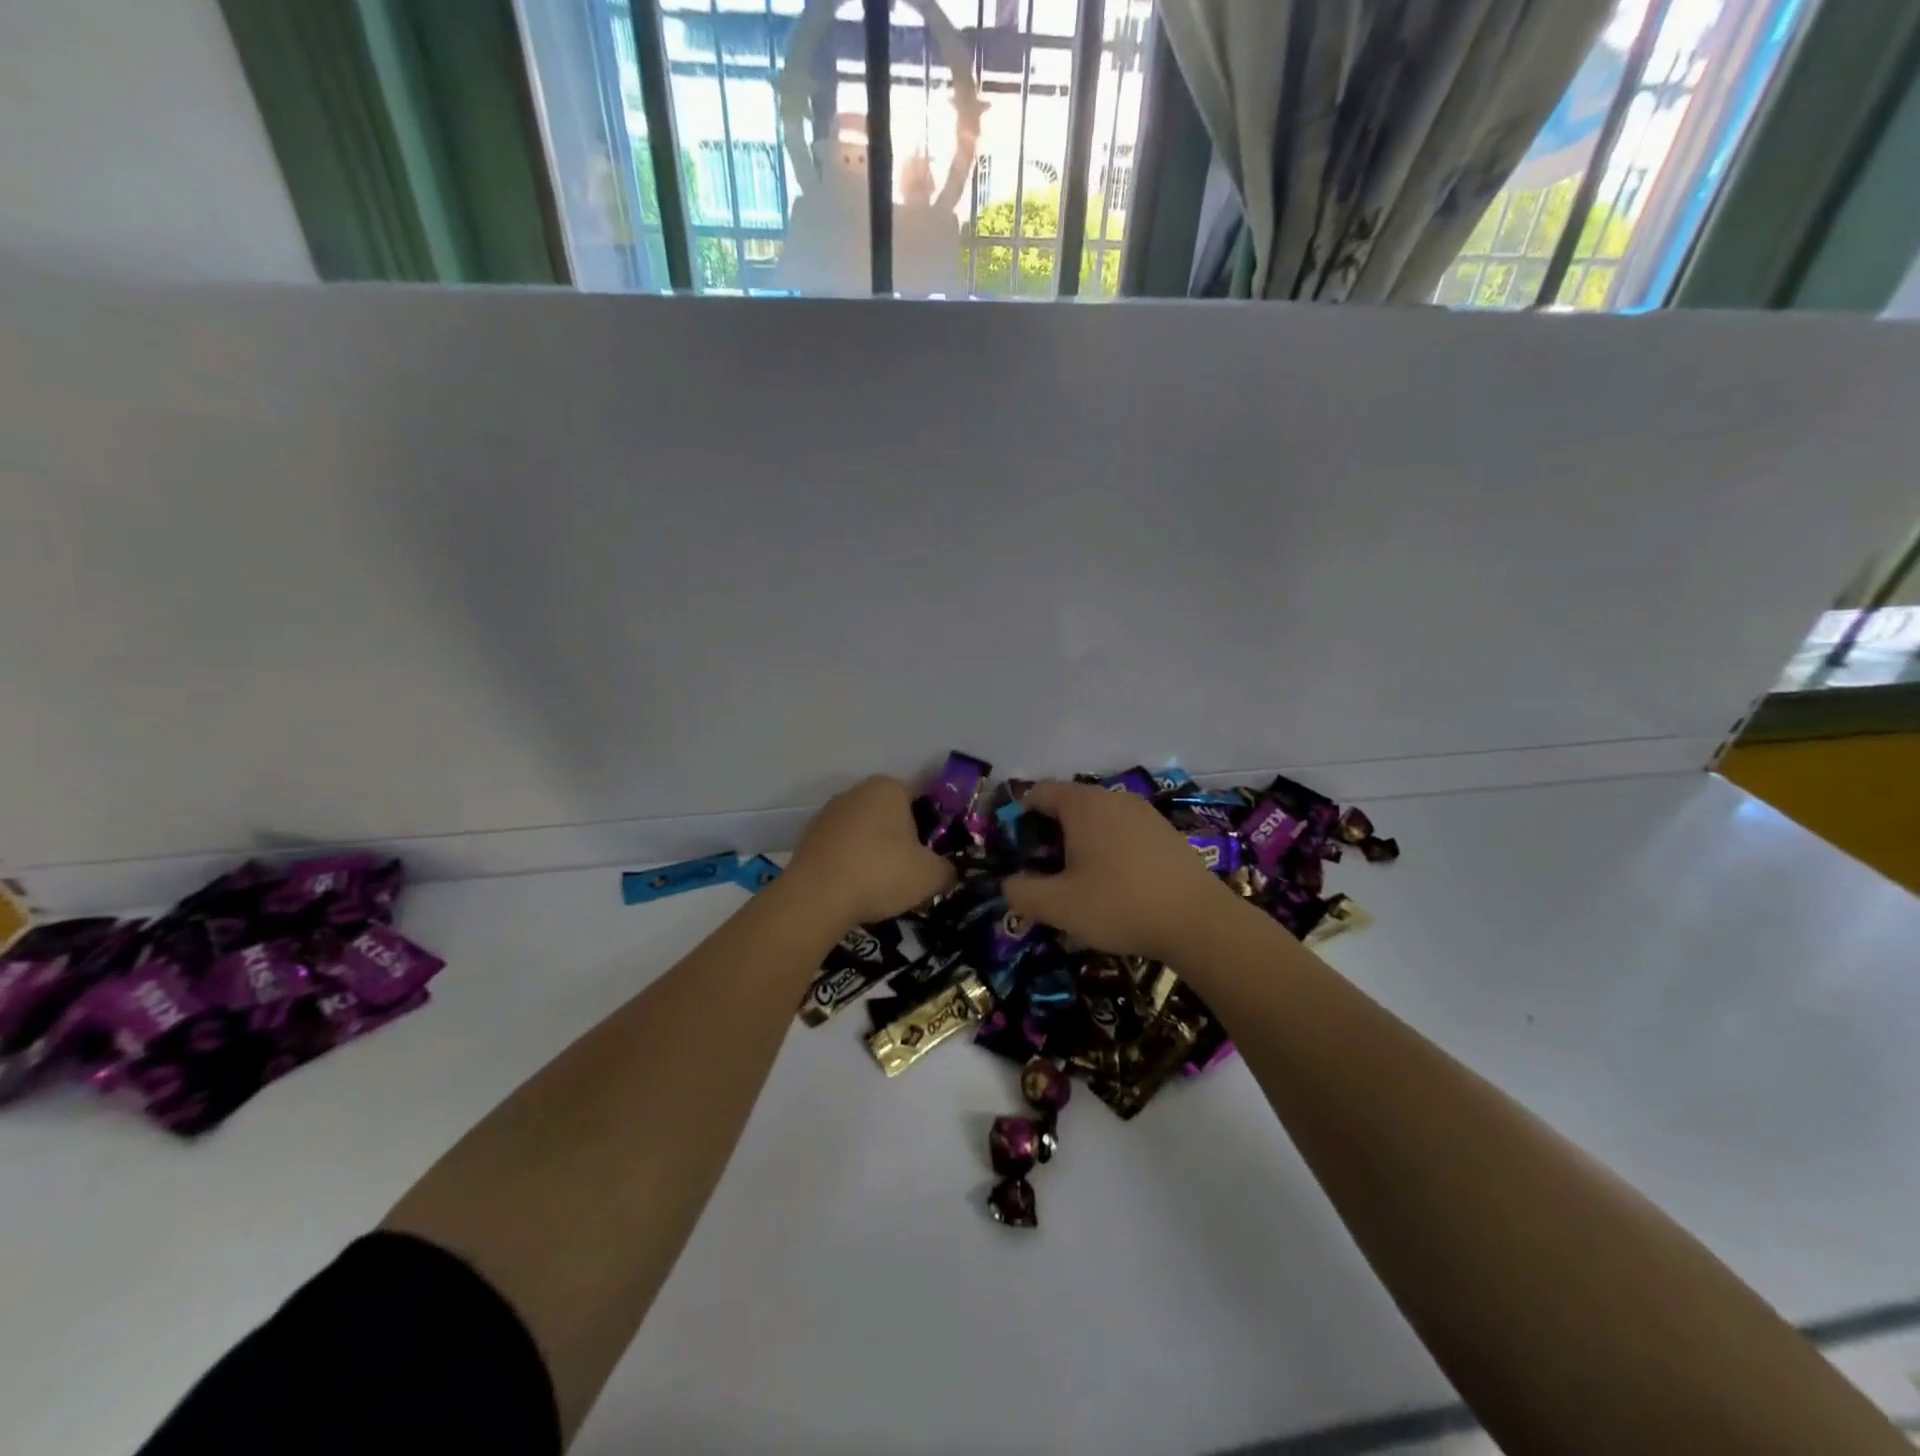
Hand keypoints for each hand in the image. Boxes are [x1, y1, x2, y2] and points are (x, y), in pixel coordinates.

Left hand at [786, 776, 956, 928]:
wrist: (816, 898)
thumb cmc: (881, 873)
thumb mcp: (930, 876)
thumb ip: (948, 869)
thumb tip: (949, 871)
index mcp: (889, 788)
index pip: (922, 799)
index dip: (933, 827)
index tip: (934, 854)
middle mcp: (857, 791)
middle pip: (891, 813)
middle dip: (902, 837)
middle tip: (912, 870)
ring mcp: (829, 812)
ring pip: (865, 830)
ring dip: (875, 850)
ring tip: (882, 884)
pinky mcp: (809, 835)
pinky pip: (842, 846)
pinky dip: (851, 861)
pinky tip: (856, 887)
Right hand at [1003, 781, 1235, 961]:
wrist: (1200, 922)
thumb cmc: (1120, 905)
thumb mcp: (1058, 906)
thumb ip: (1021, 893)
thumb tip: (1008, 884)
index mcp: (1083, 804)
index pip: (1037, 793)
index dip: (1017, 817)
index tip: (1012, 849)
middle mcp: (1113, 798)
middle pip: (1068, 804)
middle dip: (1048, 833)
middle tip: (1041, 872)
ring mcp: (1144, 813)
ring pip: (1097, 819)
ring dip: (1079, 843)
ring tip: (1075, 881)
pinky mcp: (1165, 833)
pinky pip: (1122, 832)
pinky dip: (1108, 849)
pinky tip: (1113, 884)